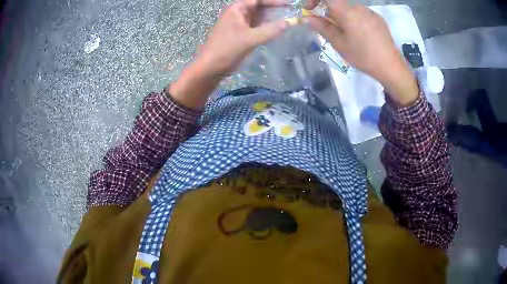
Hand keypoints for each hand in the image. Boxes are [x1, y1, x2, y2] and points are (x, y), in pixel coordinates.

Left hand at [170, 0, 288, 109]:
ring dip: (272, 19)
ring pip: (259, 18)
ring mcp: (240, 25)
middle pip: (259, 7)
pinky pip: (258, 28)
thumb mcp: (250, 38)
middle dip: (274, 9)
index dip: (273, 1)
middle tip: (291, 13)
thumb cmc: (226, 49)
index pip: (257, 0)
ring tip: (289, 21)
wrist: (210, 68)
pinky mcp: (242, 35)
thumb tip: (290, 22)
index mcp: (237, 9)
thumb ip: (270, 30)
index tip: (288, 4)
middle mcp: (239, 14)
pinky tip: (278, 30)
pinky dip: (267, 28)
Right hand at [306, 0, 417, 104]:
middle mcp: (358, 6)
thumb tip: (307, 18)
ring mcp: (369, 12)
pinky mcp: (377, 18)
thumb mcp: (339, 43)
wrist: (391, 66)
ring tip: (345, 34)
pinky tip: (359, 35)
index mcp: (347, 10)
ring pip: (349, 8)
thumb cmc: (363, 56)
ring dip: (341, 16)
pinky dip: (353, 19)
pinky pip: (360, 13)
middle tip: (327, 26)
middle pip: (337, 3)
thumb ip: (322, 27)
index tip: (310, 9)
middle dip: (327, 10)